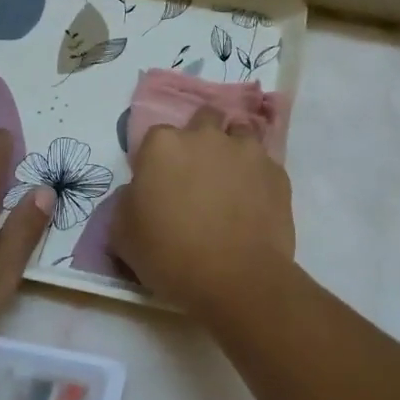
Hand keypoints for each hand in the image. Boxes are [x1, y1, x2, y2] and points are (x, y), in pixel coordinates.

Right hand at [111, 106, 295, 316]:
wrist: (235, 279)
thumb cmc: (169, 255)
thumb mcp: (122, 234)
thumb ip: (127, 202)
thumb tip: (139, 193)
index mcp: (163, 145)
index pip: (156, 137)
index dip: (158, 160)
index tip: (160, 183)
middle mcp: (206, 136)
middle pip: (204, 120)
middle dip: (200, 139)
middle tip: (197, 175)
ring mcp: (246, 152)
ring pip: (240, 133)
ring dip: (233, 150)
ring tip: (230, 181)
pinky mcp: (277, 173)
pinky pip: (264, 165)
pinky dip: (257, 177)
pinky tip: (254, 203)